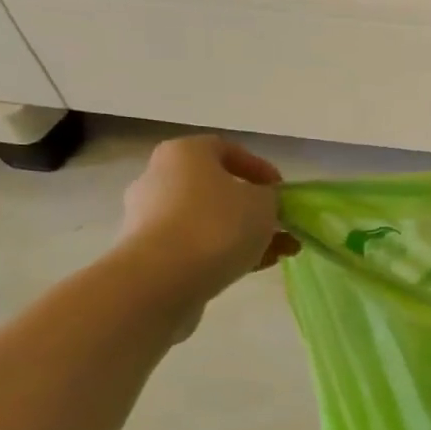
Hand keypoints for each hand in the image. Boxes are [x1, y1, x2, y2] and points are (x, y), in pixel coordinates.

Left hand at [116, 136, 298, 309]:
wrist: (163, 279)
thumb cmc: (217, 225)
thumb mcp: (264, 202)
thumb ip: (269, 197)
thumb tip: (261, 202)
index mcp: (184, 153)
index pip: (227, 149)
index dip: (260, 168)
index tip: (281, 191)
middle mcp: (159, 178)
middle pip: (216, 188)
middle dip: (252, 207)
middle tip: (280, 224)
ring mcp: (149, 217)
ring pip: (208, 220)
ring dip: (244, 233)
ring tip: (279, 252)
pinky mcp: (149, 253)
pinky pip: (195, 245)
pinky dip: (224, 252)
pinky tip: (255, 267)